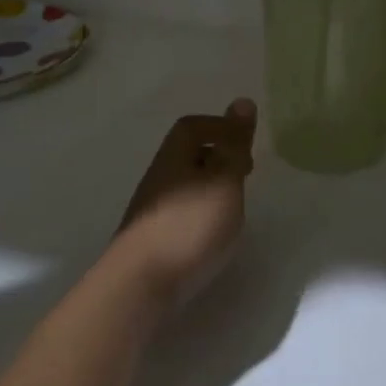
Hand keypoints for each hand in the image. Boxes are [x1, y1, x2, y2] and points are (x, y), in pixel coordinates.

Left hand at [110, 99, 257, 312]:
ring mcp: (151, 210)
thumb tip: (242, 101)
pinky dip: (200, 214)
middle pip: (186, 155)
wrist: (140, 284)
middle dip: (218, 158)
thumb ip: (234, 145)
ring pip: (184, 185)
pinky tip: (212, 235)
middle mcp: (159, 178)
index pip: (192, 127)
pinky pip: (180, 212)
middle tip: (245, 174)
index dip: (220, 128)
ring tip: (234, 208)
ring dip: (210, 188)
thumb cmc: (189, 226)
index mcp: (174, 157)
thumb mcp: (223, 180)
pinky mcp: (151, 240)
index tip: (246, 145)